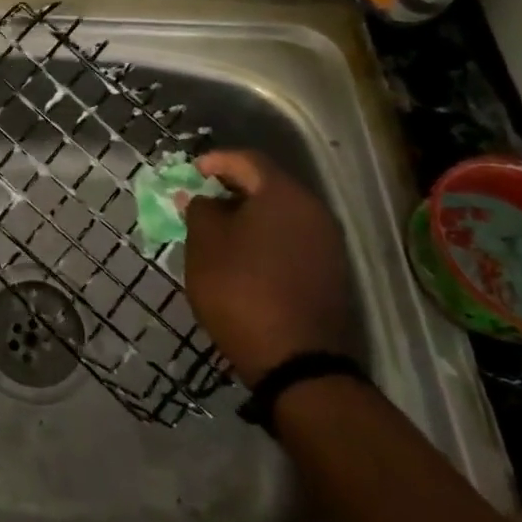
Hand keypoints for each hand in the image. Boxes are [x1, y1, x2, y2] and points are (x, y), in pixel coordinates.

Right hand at [182, 151, 353, 387]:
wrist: (296, 361)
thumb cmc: (240, 289)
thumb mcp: (204, 244)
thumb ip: (199, 209)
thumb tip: (201, 198)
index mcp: (283, 195)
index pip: (247, 160)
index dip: (216, 161)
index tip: (192, 172)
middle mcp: (313, 211)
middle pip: (268, 185)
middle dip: (232, 188)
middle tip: (201, 199)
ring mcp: (327, 244)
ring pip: (281, 214)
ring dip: (249, 215)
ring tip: (218, 229)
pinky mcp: (330, 273)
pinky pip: (291, 239)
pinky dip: (265, 237)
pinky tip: (243, 255)